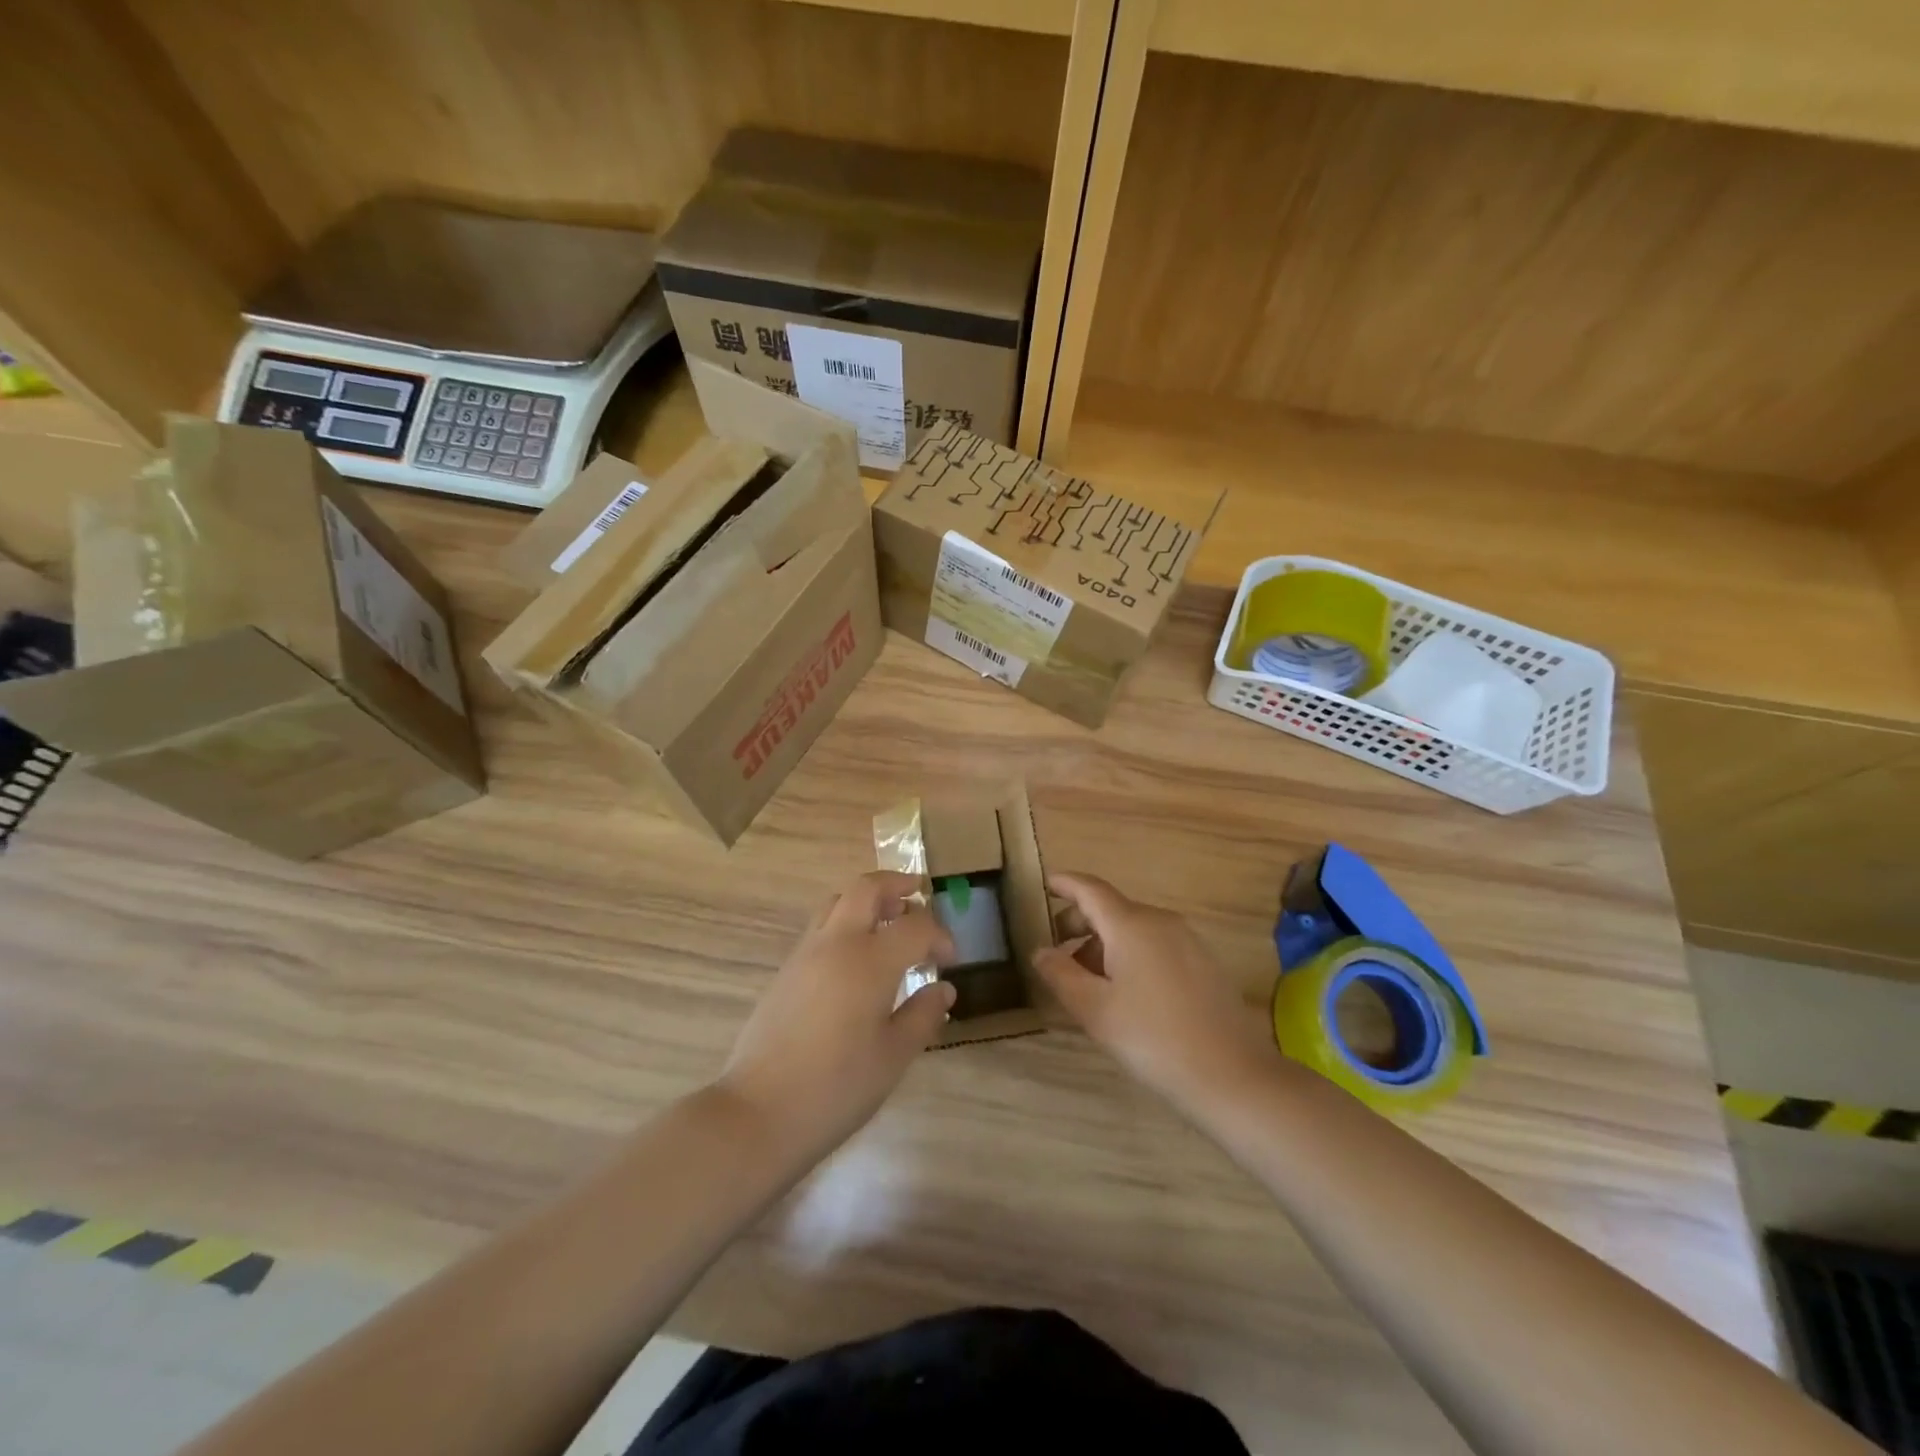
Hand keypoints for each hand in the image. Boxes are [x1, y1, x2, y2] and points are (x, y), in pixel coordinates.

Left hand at [717, 871, 956, 1158]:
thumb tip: (942, 988)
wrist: (759, 1112)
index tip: (950, 959)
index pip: (915, 926)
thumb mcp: (894, 1056)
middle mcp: (836, 943)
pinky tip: (857, 961)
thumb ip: (923, 1015)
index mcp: (870, 960)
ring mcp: (805, 954)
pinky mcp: (786, 972)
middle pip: (866, 888)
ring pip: (837, 902)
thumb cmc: (837, 1087)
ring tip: (889, 923)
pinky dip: (845, 924)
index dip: (940, 936)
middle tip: (918, 895)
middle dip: (896, 885)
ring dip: (867, 901)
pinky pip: (821, 928)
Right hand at [1034, 873, 1277, 1112]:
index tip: (1043, 884)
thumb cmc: (1153, 1038)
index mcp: (1131, 924)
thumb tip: (1041, 951)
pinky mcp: (1204, 962)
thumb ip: (1061, 974)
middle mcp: (1161, 921)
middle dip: (1079, 923)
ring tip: (1087, 982)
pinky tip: (1125, 993)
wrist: (1232, 1075)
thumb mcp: (1094, 1010)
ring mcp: (1187, 940)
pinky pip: (1156, 945)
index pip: (1090, 889)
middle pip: (1111, 908)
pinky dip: (1130, 955)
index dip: (1065, 884)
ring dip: (1104, 944)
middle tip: (1056, 953)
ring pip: (1134, 929)